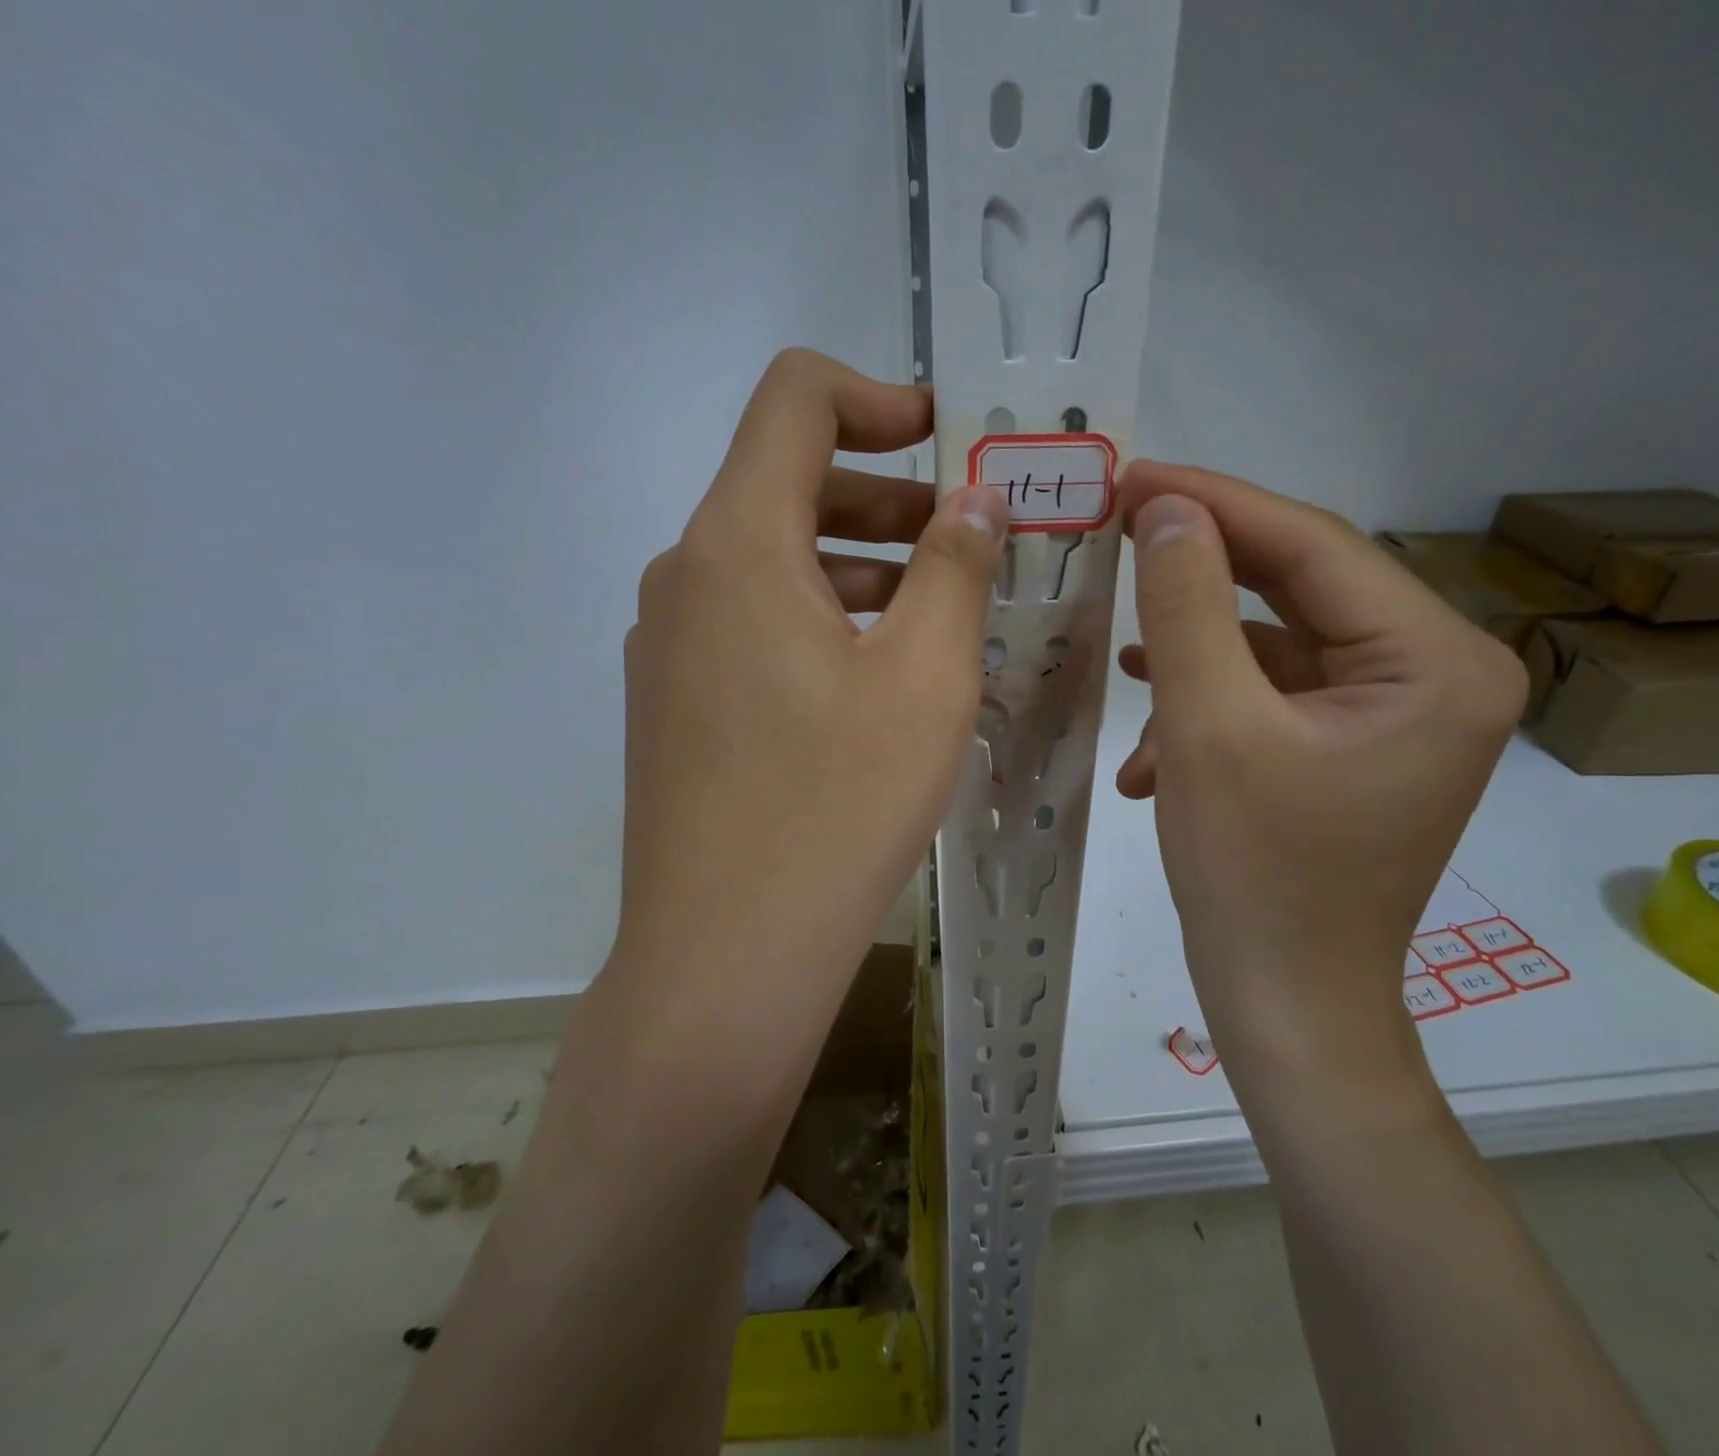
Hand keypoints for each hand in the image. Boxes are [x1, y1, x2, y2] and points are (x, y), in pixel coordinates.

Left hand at [605, 349, 1005, 1054]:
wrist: (726, 957)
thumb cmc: (837, 807)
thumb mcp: (924, 678)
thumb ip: (955, 567)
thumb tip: (978, 498)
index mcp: (736, 545)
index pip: (794, 401)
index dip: (879, 398)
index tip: (949, 442)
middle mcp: (684, 577)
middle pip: (785, 484)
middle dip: (887, 495)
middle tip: (970, 540)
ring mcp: (669, 645)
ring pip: (772, 562)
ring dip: (858, 565)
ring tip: (940, 614)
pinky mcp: (675, 703)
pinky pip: (753, 625)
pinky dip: (821, 620)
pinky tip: (878, 677)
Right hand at [1114, 463, 1525, 1080]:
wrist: (1286, 1005)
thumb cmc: (1254, 874)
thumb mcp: (1208, 727)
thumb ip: (1186, 606)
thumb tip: (1168, 510)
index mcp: (1435, 661)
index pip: (1315, 547)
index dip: (1215, 504)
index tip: (1133, 477)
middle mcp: (1437, 674)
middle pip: (1300, 587)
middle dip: (1201, 569)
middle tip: (1119, 532)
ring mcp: (1398, 714)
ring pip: (1278, 644)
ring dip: (1195, 654)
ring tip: (1125, 659)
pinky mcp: (1355, 747)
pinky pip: (1276, 694)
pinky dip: (1211, 704)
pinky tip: (1152, 742)